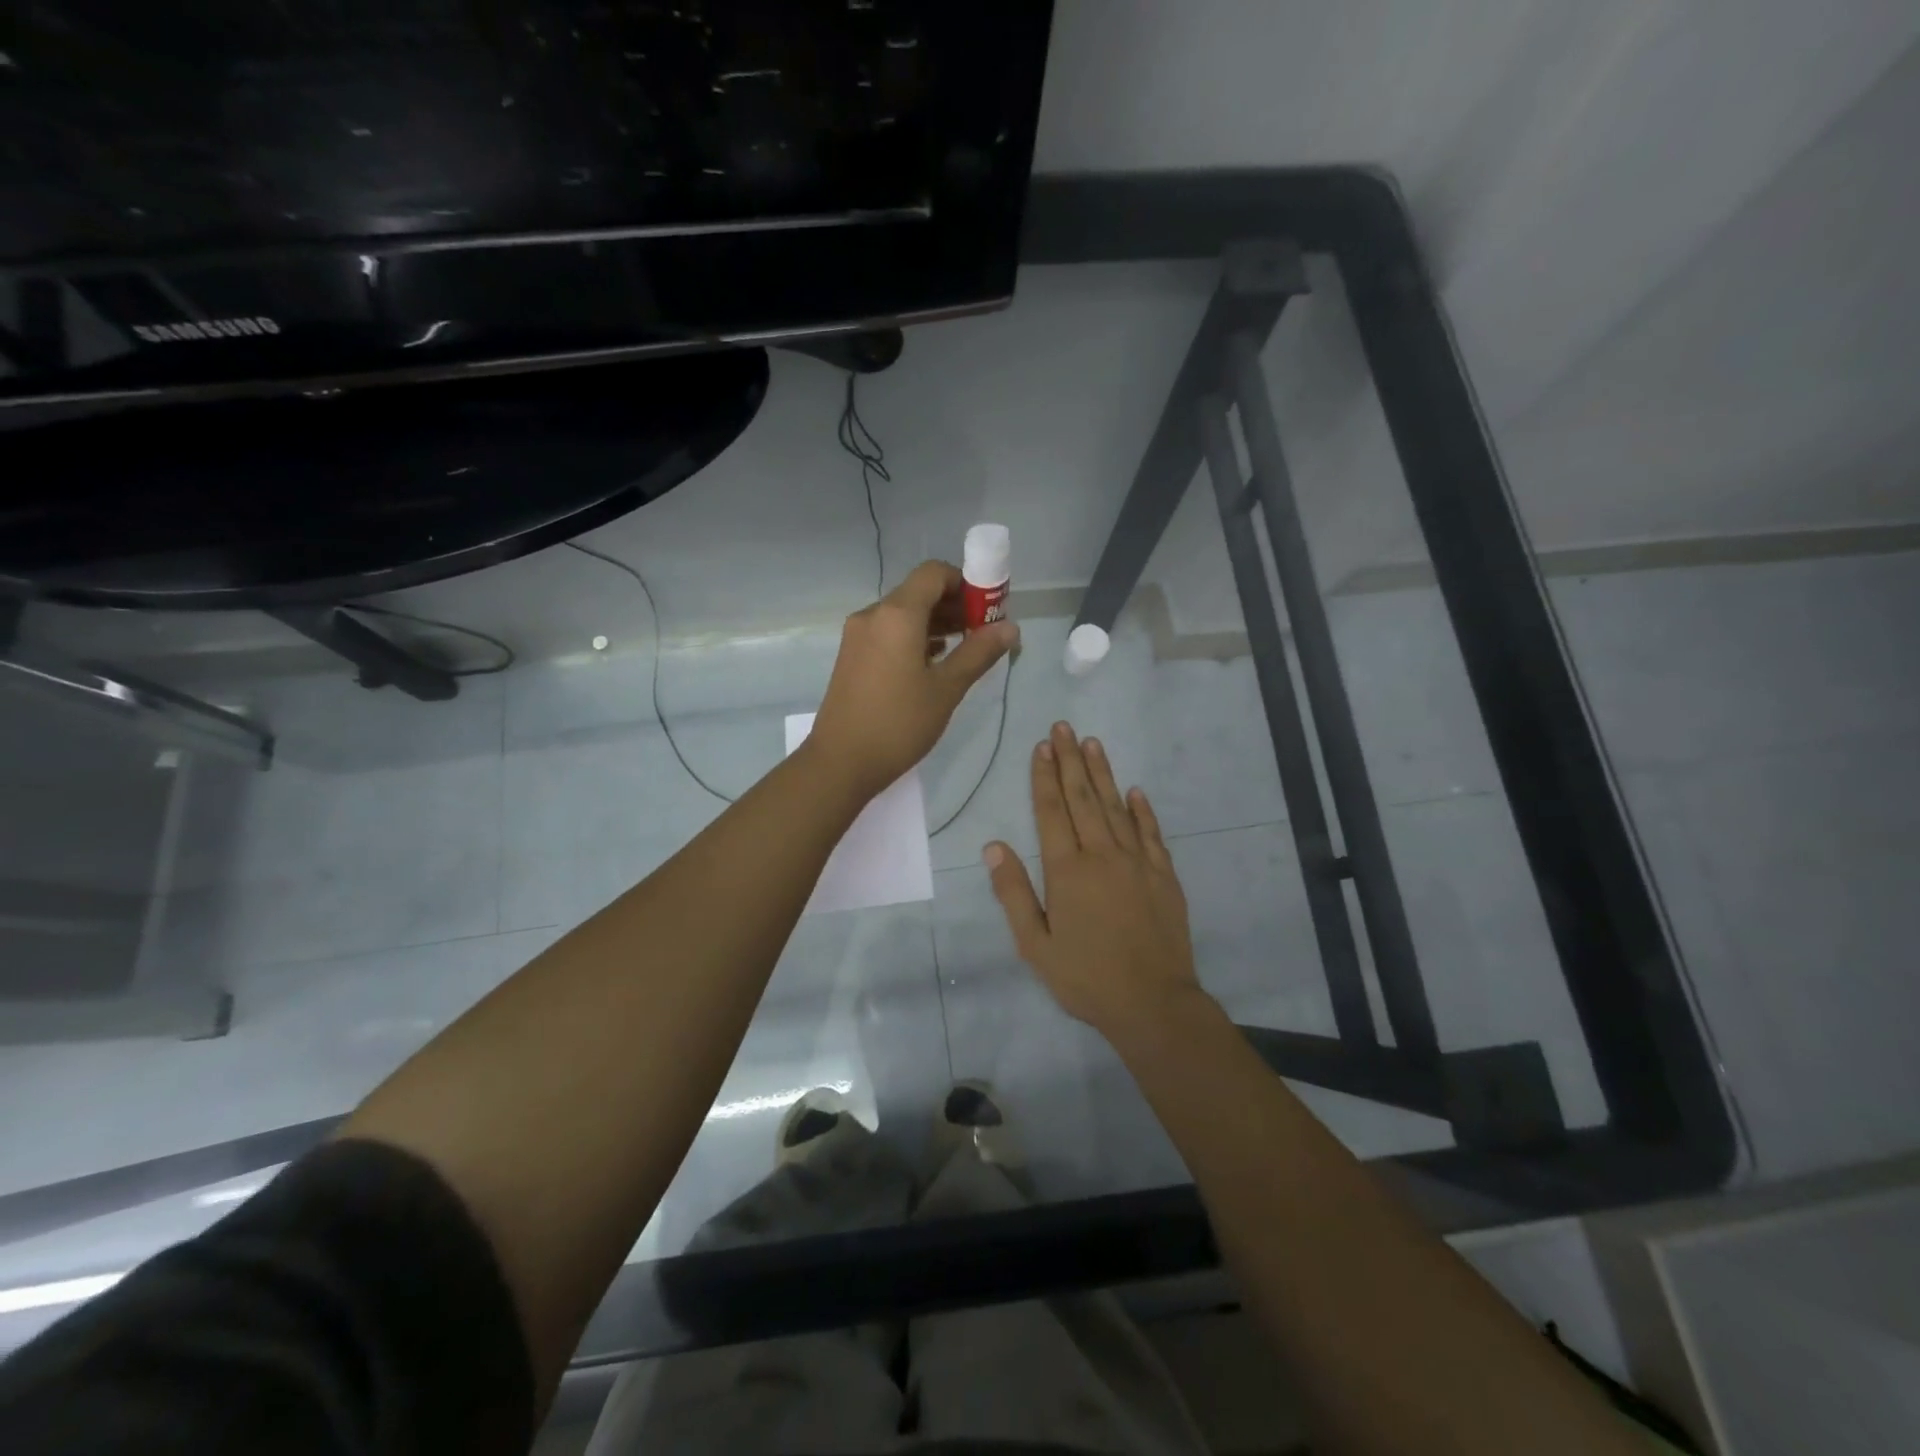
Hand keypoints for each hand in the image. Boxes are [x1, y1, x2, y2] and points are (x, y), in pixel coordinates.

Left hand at [809, 560, 1018, 800]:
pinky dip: (914, 637)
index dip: (965, 582)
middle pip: (919, 592)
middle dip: (954, 604)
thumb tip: (1010, 627)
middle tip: (983, 632)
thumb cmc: (899, 724)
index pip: (934, 573)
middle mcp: (873, 615)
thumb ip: (978, 652)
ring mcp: (858, 635)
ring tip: (964, 649)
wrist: (840, 762)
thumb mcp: (946, 689)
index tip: (989, 609)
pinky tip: (934, 663)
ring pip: (903, 613)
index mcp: (897, 614)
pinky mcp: (852, 656)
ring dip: (935, 622)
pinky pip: (889, 632)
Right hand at [985, 721, 1206, 1041]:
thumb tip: (993, 846)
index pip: (1052, 811)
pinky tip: (1135, 790)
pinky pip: (1150, 833)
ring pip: (1117, 807)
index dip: (1044, 777)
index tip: (1042, 746)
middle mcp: (1102, 855)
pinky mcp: (1164, 876)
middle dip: (1071, 761)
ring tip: (1093, 743)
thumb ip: (1013, 893)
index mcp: (1067, 871)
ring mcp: (1137, 863)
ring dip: (1103, 773)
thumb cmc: (1086, 977)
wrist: (1153, 1003)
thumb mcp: (1035, 945)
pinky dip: (1142, 810)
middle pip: (1083, 798)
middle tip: (1064, 727)